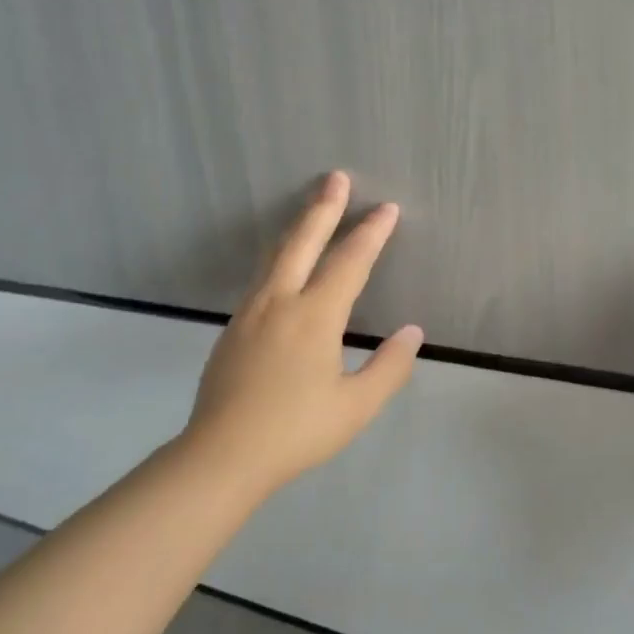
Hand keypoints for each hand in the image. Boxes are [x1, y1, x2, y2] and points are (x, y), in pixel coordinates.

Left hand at [182, 171, 423, 491]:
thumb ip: (389, 367)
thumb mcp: (356, 406)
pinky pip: (263, 276)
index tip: (388, 208)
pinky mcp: (233, 328)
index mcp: (314, 317)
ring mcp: (251, 312)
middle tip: (336, 178)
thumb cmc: (296, 431)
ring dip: (298, 227)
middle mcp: (280, 302)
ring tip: (312, 209)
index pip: (350, 262)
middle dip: (323, 208)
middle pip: (303, 242)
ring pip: (277, 255)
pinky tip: (285, 264)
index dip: (371, 233)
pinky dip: (281, 255)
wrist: (221, 455)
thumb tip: (412, 332)